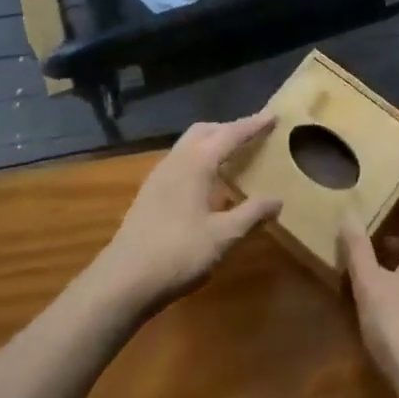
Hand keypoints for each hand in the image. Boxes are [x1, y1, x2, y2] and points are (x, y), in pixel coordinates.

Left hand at [92, 114, 280, 313]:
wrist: (121, 281)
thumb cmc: (177, 254)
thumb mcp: (223, 237)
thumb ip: (251, 214)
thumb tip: (277, 199)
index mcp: (197, 163)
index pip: (231, 134)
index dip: (253, 125)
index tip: (273, 116)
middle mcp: (176, 160)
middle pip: (206, 130)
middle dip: (230, 128)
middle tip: (253, 135)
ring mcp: (159, 175)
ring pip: (189, 144)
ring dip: (212, 142)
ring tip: (232, 155)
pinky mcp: (150, 192)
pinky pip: (180, 160)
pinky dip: (199, 158)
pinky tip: (206, 182)